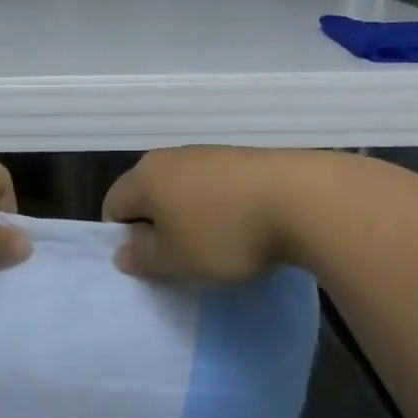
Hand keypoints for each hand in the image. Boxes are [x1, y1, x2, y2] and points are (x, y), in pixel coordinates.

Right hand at [102, 146, 313, 282]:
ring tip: (216, 247)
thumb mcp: (175, 259)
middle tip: (179, 260)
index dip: (122, 238)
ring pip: (184, 191)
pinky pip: (216, 189)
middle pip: (149, 195)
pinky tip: (243, 230)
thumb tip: (122, 251)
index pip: (113, 205)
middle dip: (157, 228)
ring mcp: (210, 154)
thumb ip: (142, 257)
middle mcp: (171, 156)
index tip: (148, 263)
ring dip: (190, 219)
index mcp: (145, 175)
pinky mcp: (244, 159)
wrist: (303, 200)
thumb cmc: (224, 233)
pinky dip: (220, 210)